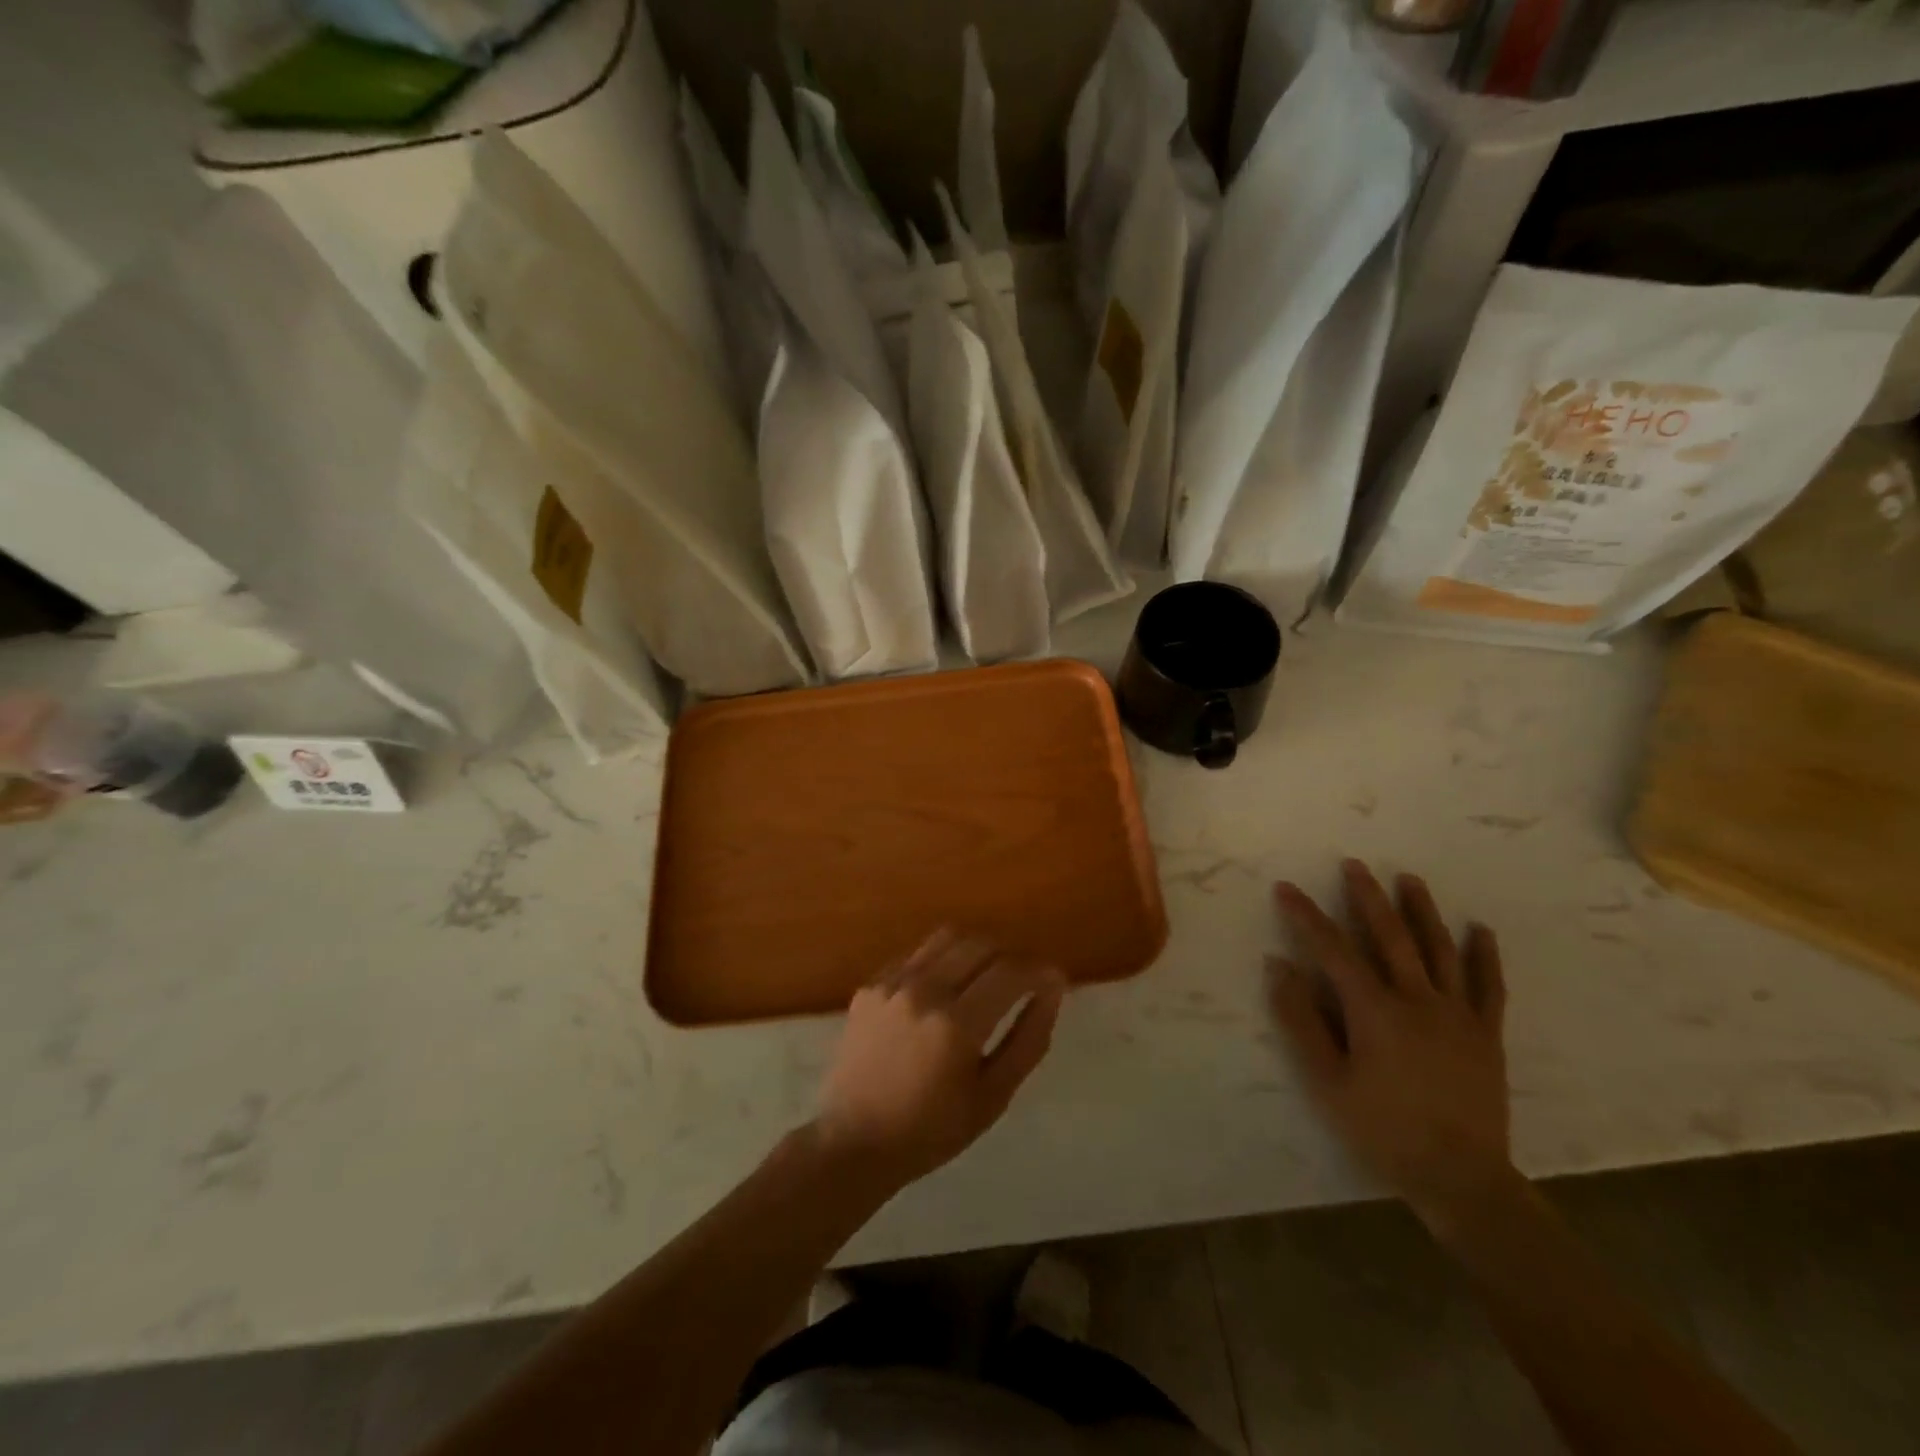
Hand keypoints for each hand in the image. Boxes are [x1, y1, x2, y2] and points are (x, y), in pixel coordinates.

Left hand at [813, 929, 1065, 1189]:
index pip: (1010, 972)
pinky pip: (916, 955)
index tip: (1052, 981)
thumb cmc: (933, 1129)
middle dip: (1010, 958)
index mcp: (957, 1024)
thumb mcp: (994, 1095)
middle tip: (1020, 982)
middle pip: (981, 945)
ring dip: (975, 951)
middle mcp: (924, 991)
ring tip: (983, 978)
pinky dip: (940, 961)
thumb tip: (1052, 989)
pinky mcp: (871, 985)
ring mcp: (892, 983)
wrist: (855, 1141)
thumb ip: (1029, 1038)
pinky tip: (942, 991)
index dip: (1039, 972)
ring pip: (947, 938)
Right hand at [1268, 859, 1513, 1232]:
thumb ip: (1300, 1020)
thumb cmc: (1381, 1129)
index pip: (1332, 949)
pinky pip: (1489, 986)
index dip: (1306, 915)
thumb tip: (1279, 966)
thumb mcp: (1326, 1081)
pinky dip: (1484, 955)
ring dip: (1422, 911)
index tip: (1286, 888)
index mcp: (1374, 1010)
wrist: (1461, 1179)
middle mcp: (1417, 999)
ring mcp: (1457, 1015)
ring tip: (1410, 879)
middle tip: (1354, 864)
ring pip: (1439, 950)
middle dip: (1368, 897)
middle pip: (1390, 936)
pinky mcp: (1486, 1034)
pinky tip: (1480, 930)